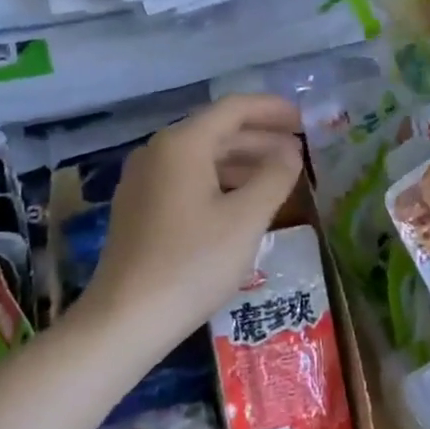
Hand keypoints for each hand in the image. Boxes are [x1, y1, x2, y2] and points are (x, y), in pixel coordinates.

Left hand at [77, 95, 303, 354]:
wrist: (125, 320)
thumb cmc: (192, 263)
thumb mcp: (246, 219)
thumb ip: (275, 176)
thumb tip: (290, 151)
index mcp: (182, 144)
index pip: (234, 108)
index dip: (273, 109)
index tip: (304, 121)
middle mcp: (157, 151)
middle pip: (217, 130)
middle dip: (261, 138)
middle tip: (299, 152)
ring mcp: (143, 180)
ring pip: (202, 156)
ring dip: (243, 161)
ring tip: (279, 177)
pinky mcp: (139, 207)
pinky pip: (187, 178)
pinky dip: (220, 181)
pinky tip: (242, 203)